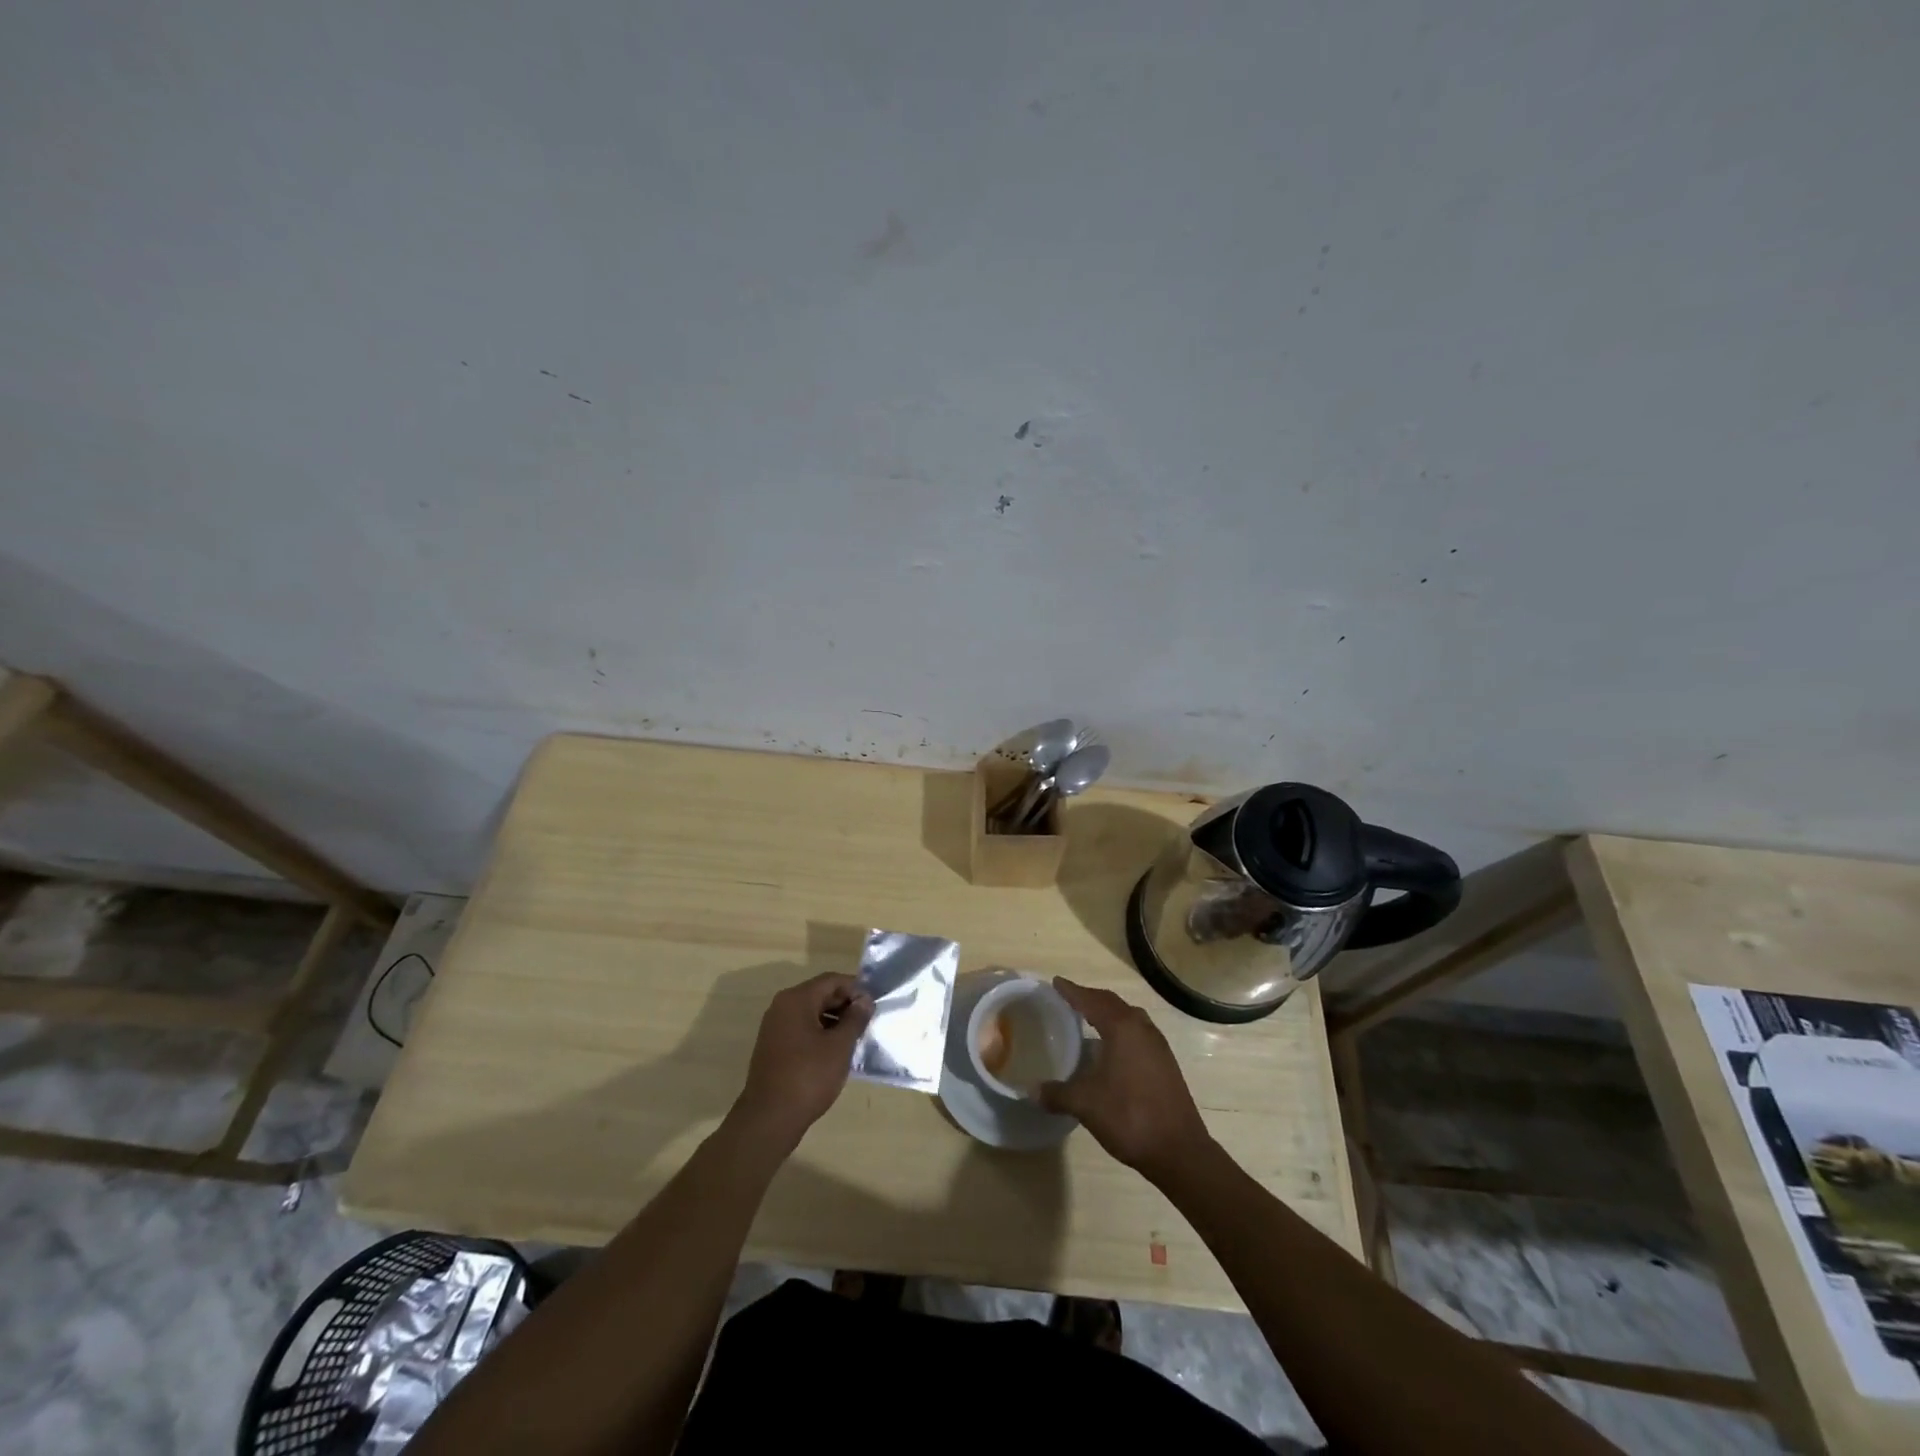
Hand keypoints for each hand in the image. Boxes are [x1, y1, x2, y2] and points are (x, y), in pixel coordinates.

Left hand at [732, 973, 873, 1151]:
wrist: (769, 1119)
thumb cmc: (808, 1077)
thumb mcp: (839, 1046)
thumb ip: (855, 1019)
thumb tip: (865, 1000)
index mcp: (796, 1000)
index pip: (831, 980)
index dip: (855, 989)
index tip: (873, 1005)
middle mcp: (782, 1006)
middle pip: (820, 994)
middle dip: (845, 1004)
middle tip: (867, 1022)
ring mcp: (774, 1027)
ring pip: (811, 1012)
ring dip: (834, 1020)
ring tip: (854, 1038)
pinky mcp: (773, 1046)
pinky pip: (801, 1028)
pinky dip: (820, 1033)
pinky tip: (835, 1051)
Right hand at [1040, 977, 1211, 1180]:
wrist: (1180, 1150)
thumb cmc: (1130, 1117)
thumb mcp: (1086, 1104)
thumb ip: (1057, 1093)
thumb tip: (1031, 1090)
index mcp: (1122, 1028)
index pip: (1091, 1000)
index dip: (1072, 991)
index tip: (1056, 982)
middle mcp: (1142, 1028)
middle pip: (1112, 1003)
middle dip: (1090, 998)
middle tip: (1069, 999)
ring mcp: (1158, 1045)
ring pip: (1129, 1017)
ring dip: (1108, 1013)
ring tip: (1088, 1020)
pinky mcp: (1165, 1063)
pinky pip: (1138, 1033)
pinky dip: (1120, 1030)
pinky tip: (1111, 1050)